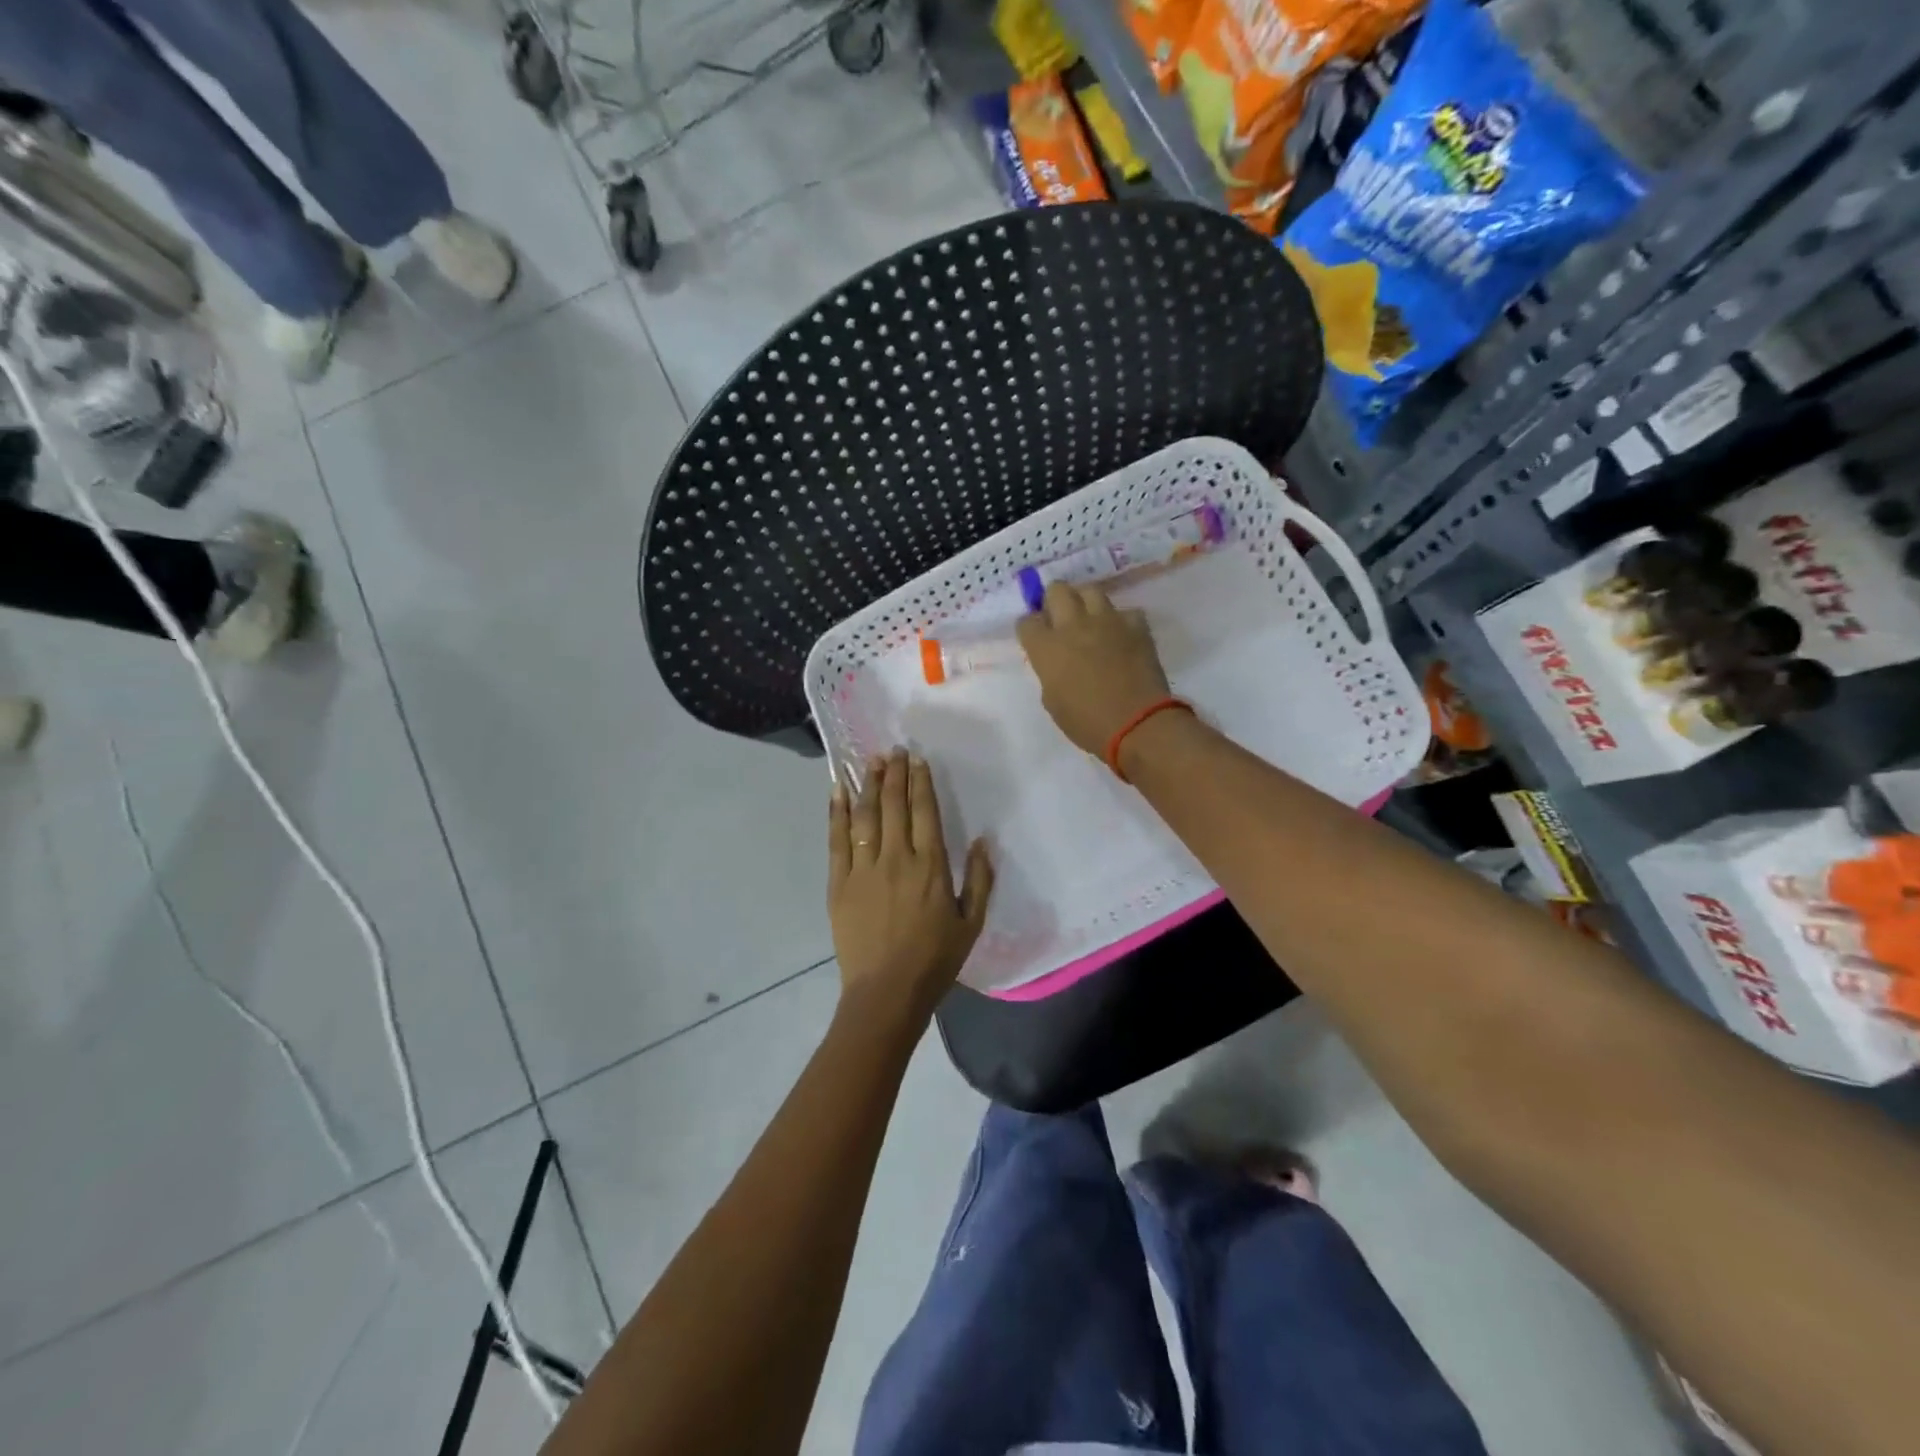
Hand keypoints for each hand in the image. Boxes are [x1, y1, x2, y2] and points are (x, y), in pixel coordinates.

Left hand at [829, 749, 992, 1020]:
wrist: (886, 993)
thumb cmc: (934, 961)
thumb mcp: (971, 924)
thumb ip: (980, 880)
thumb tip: (983, 841)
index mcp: (931, 867)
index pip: (925, 812)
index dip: (921, 782)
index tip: (918, 760)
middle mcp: (897, 859)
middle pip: (895, 805)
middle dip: (895, 774)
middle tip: (894, 750)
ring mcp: (864, 869)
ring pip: (866, 816)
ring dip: (869, 785)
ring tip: (870, 761)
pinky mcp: (839, 883)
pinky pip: (837, 839)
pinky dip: (837, 812)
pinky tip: (838, 791)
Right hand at [1016, 582, 1173, 756]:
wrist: (1137, 724)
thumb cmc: (1087, 723)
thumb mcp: (1053, 701)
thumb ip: (1049, 672)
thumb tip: (1056, 661)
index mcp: (1047, 648)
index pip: (1027, 621)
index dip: (1030, 629)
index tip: (1036, 638)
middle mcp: (1074, 625)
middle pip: (1056, 590)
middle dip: (1053, 601)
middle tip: (1059, 619)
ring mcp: (1107, 621)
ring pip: (1090, 590)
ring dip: (1085, 602)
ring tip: (1089, 620)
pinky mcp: (1136, 625)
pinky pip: (1124, 612)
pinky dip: (1120, 622)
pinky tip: (1121, 637)